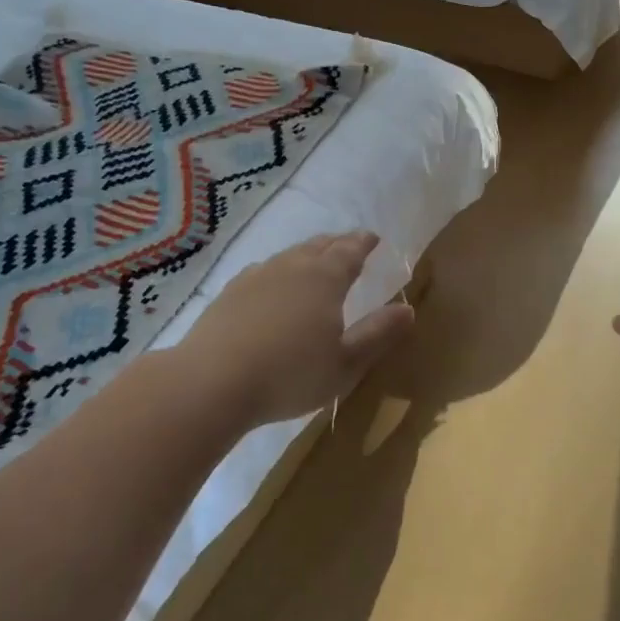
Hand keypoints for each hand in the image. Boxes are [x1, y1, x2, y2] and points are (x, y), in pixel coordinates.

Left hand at [177, 231, 414, 426]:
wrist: (212, 383)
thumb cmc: (290, 375)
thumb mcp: (346, 364)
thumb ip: (377, 334)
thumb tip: (408, 309)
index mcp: (325, 279)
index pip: (349, 251)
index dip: (363, 243)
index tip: (373, 238)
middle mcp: (291, 267)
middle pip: (318, 246)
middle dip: (337, 243)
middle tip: (348, 243)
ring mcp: (255, 277)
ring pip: (288, 256)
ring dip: (306, 254)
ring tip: (314, 259)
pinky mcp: (229, 294)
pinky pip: (263, 271)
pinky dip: (278, 271)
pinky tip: (272, 283)